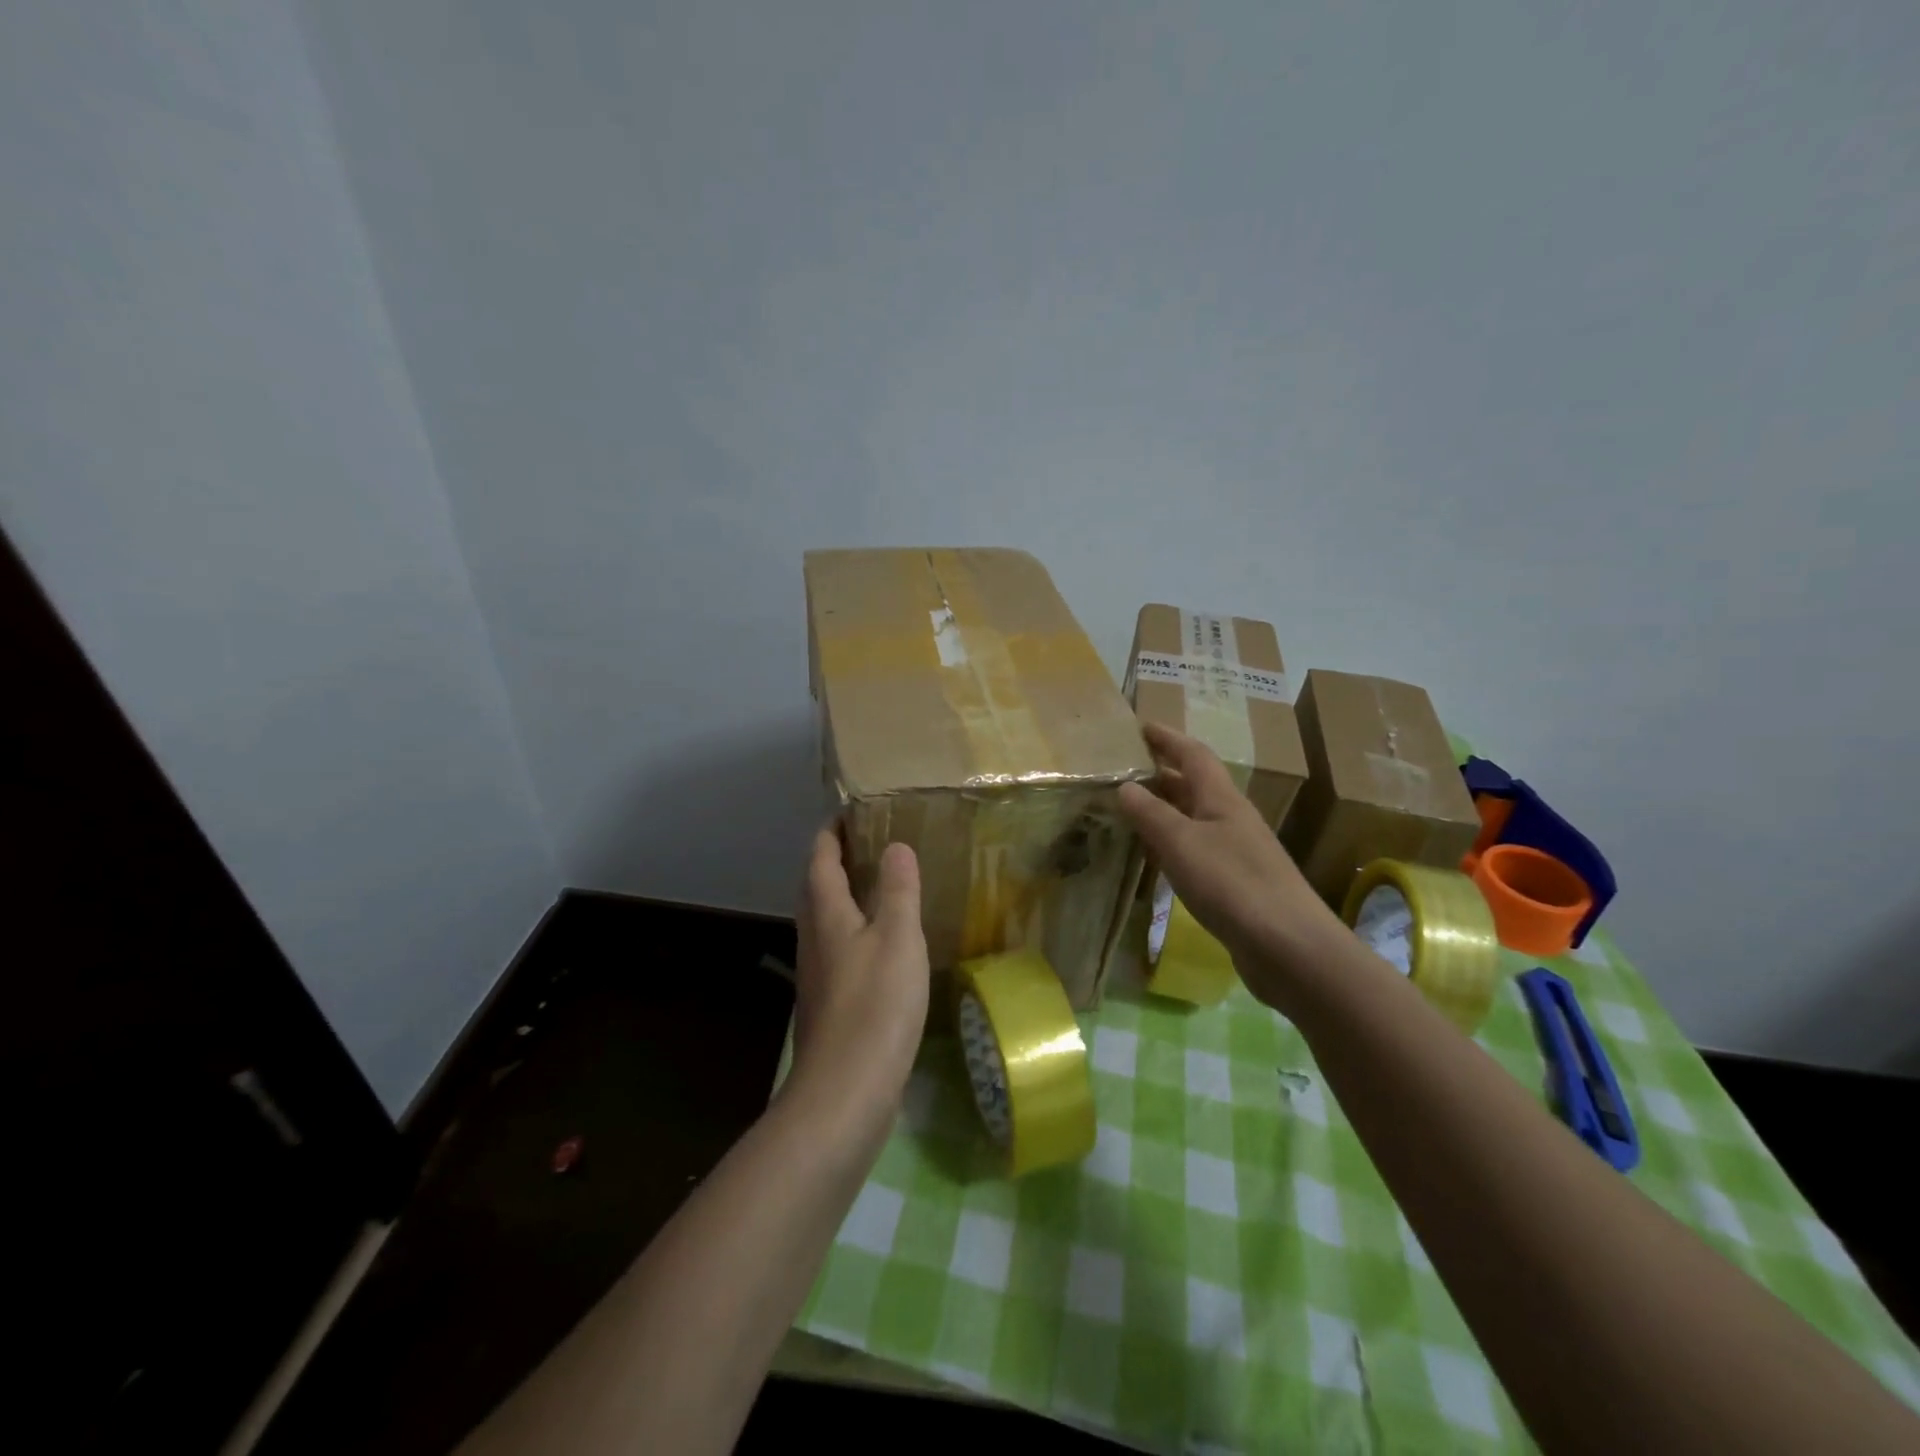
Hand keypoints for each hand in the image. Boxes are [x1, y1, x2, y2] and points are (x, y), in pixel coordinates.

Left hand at [788, 828, 929, 1133]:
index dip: (832, 831)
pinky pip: (839, 948)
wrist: (846, 1091)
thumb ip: (898, 890)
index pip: (821, 858)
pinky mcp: (830, 1002)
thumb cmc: (875, 1005)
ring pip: (827, 919)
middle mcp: (814, 937)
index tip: (851, 811)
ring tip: (880, 885)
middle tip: (871, 842)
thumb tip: (896, 846)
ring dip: (846, 895)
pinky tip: (883, 944)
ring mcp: (819, 973)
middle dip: (837, 860)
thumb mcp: (898, 938)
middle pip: (817, 887)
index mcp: (827, 914)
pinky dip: (856, 929)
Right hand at [1117, 723, 1346, 1006]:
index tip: (1139, 726)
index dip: (1167, 738)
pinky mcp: (1235, 884)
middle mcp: (1231, 818)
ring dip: (1163, 809)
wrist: (1289, 947)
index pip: (1193, 754)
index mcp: (1221, 799)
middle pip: (1194, 784)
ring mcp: (1236, 852)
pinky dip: (1171, 845)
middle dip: (1160, 772)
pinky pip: (1196, 850)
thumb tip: (1125, 786)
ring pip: (1193, 818)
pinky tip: (1153, 858)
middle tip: (1122, 770)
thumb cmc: (1232, 884)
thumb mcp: (1182, 843)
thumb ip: (1151, 813)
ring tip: (1127, 809)